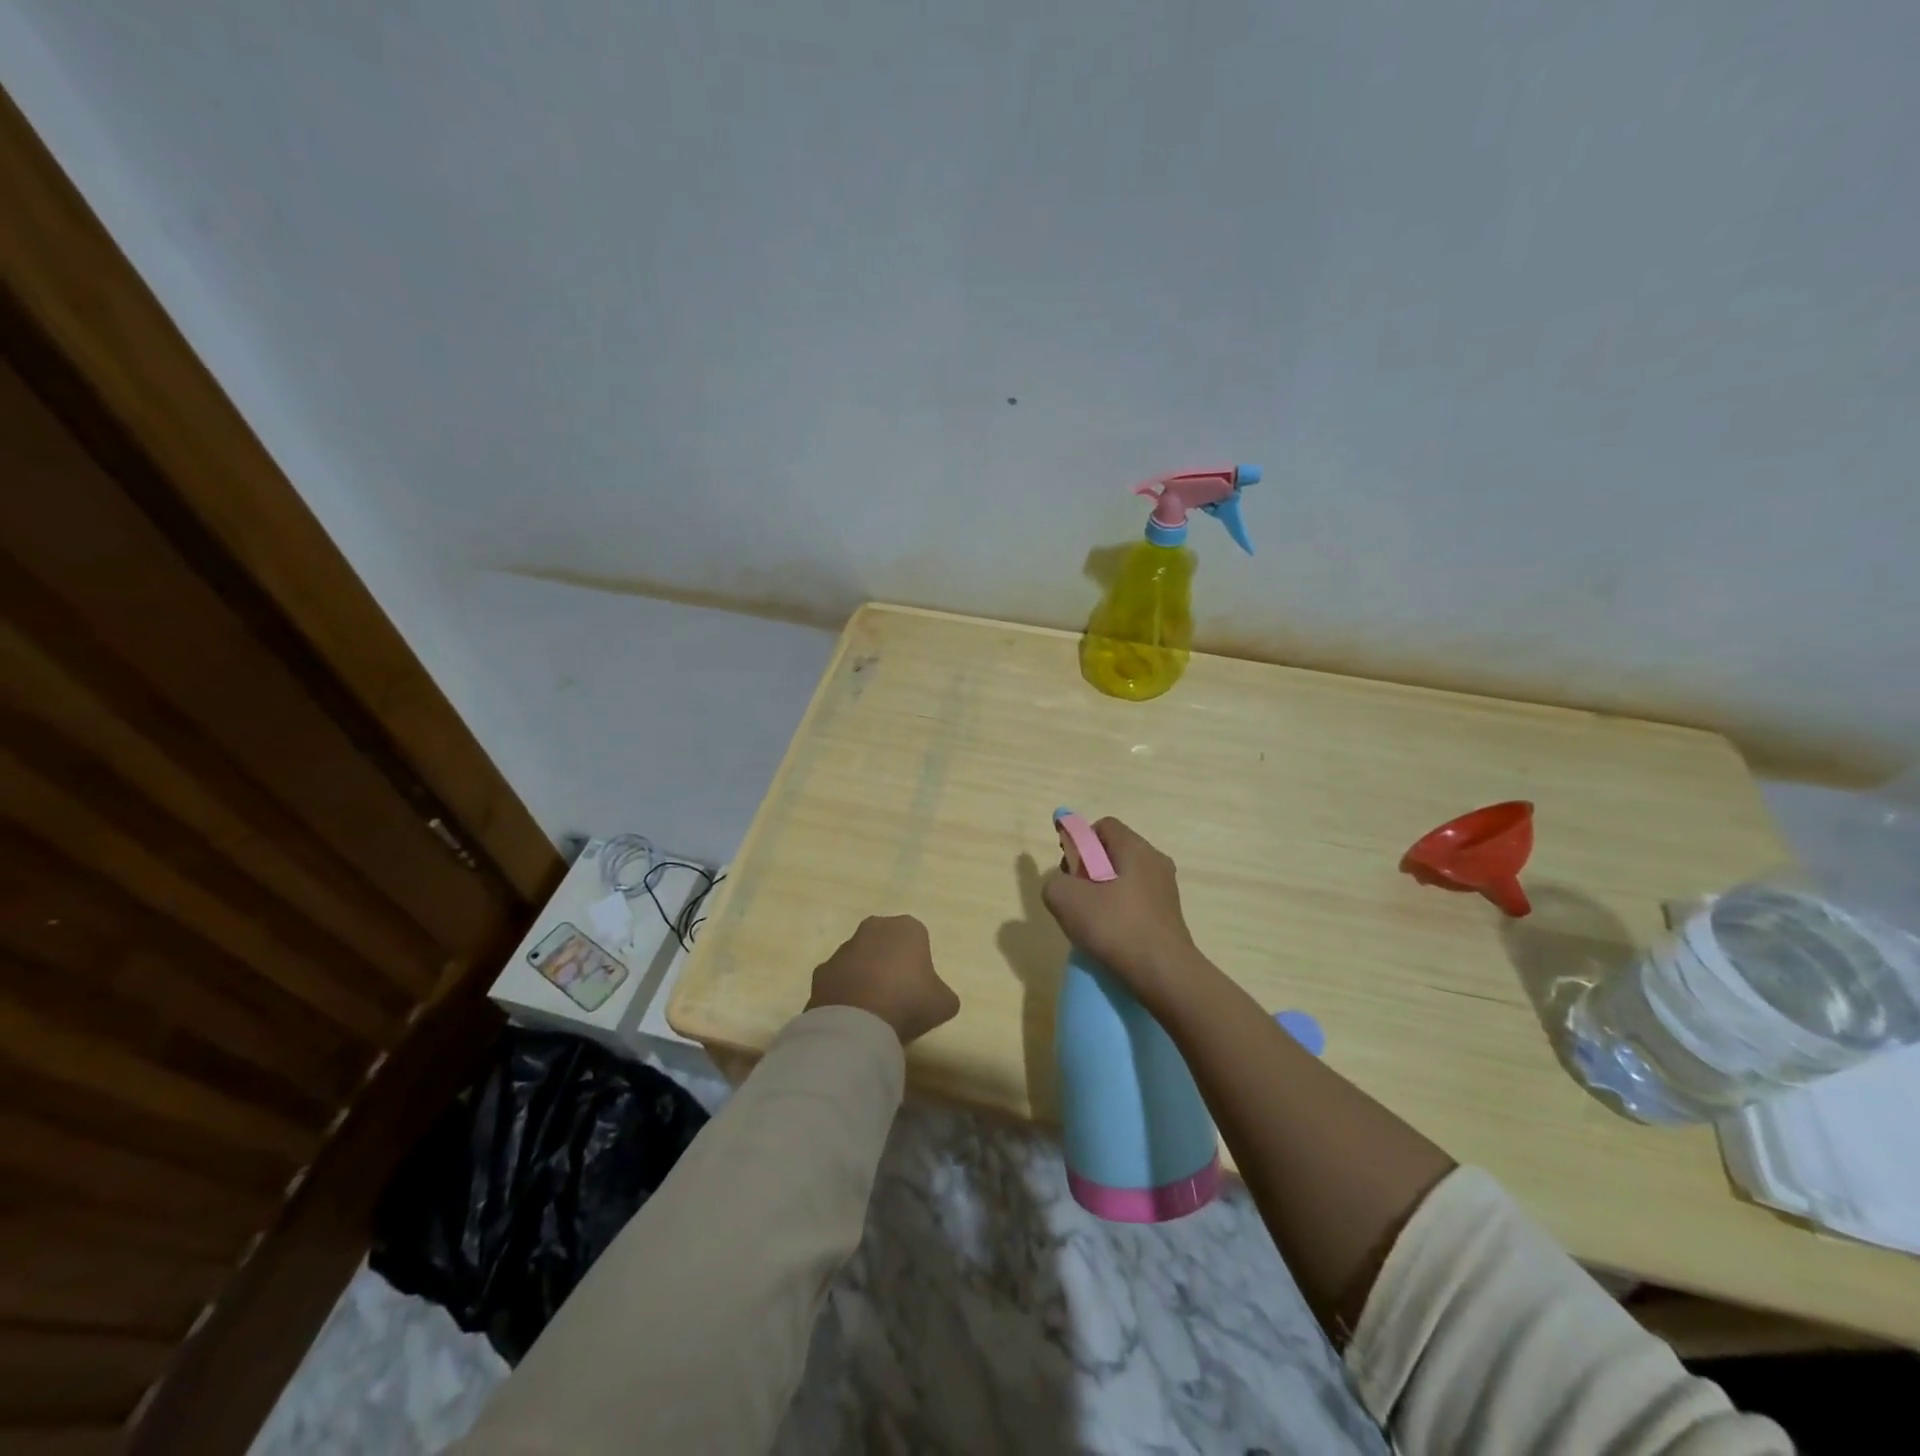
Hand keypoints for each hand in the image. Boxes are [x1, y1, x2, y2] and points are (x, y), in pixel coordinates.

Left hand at [807, 915, 959, 1043]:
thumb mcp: (944, 1003)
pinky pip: (838, 980)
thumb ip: (943, 995)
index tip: (919, 987)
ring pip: (859, 959)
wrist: (858, 1022)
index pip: (917, 938)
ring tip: (872, 1010)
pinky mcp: (821, 971)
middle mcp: (874, 928)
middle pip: (886, 943)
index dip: (919, 963)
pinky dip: (843, 993)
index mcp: (907, 928)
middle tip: (897, 994)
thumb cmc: (908, 1001)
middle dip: (889, 962)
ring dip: (865, 977)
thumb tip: (939, 1000)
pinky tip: (851, 1016)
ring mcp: (843, 948)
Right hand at [1042, 817, 1201, 1006]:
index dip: (1080, 841)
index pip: (1102, 826)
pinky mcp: (1170, 915)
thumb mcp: (1065, 899)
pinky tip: (1111, 937)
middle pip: (1114, 852)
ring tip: (1092, 922)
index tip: (1069, 869)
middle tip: (1076, 897)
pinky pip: (1137, 902)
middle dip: (1089, 869)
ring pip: (1125, 879)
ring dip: (1103, 894)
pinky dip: (1120, 913)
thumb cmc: (1115, 926)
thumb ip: (1054, 881)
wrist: (1164, 974)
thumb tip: (1063, 885)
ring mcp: (1167, 889)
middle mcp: (1156, 861)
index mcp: (1135, 847)